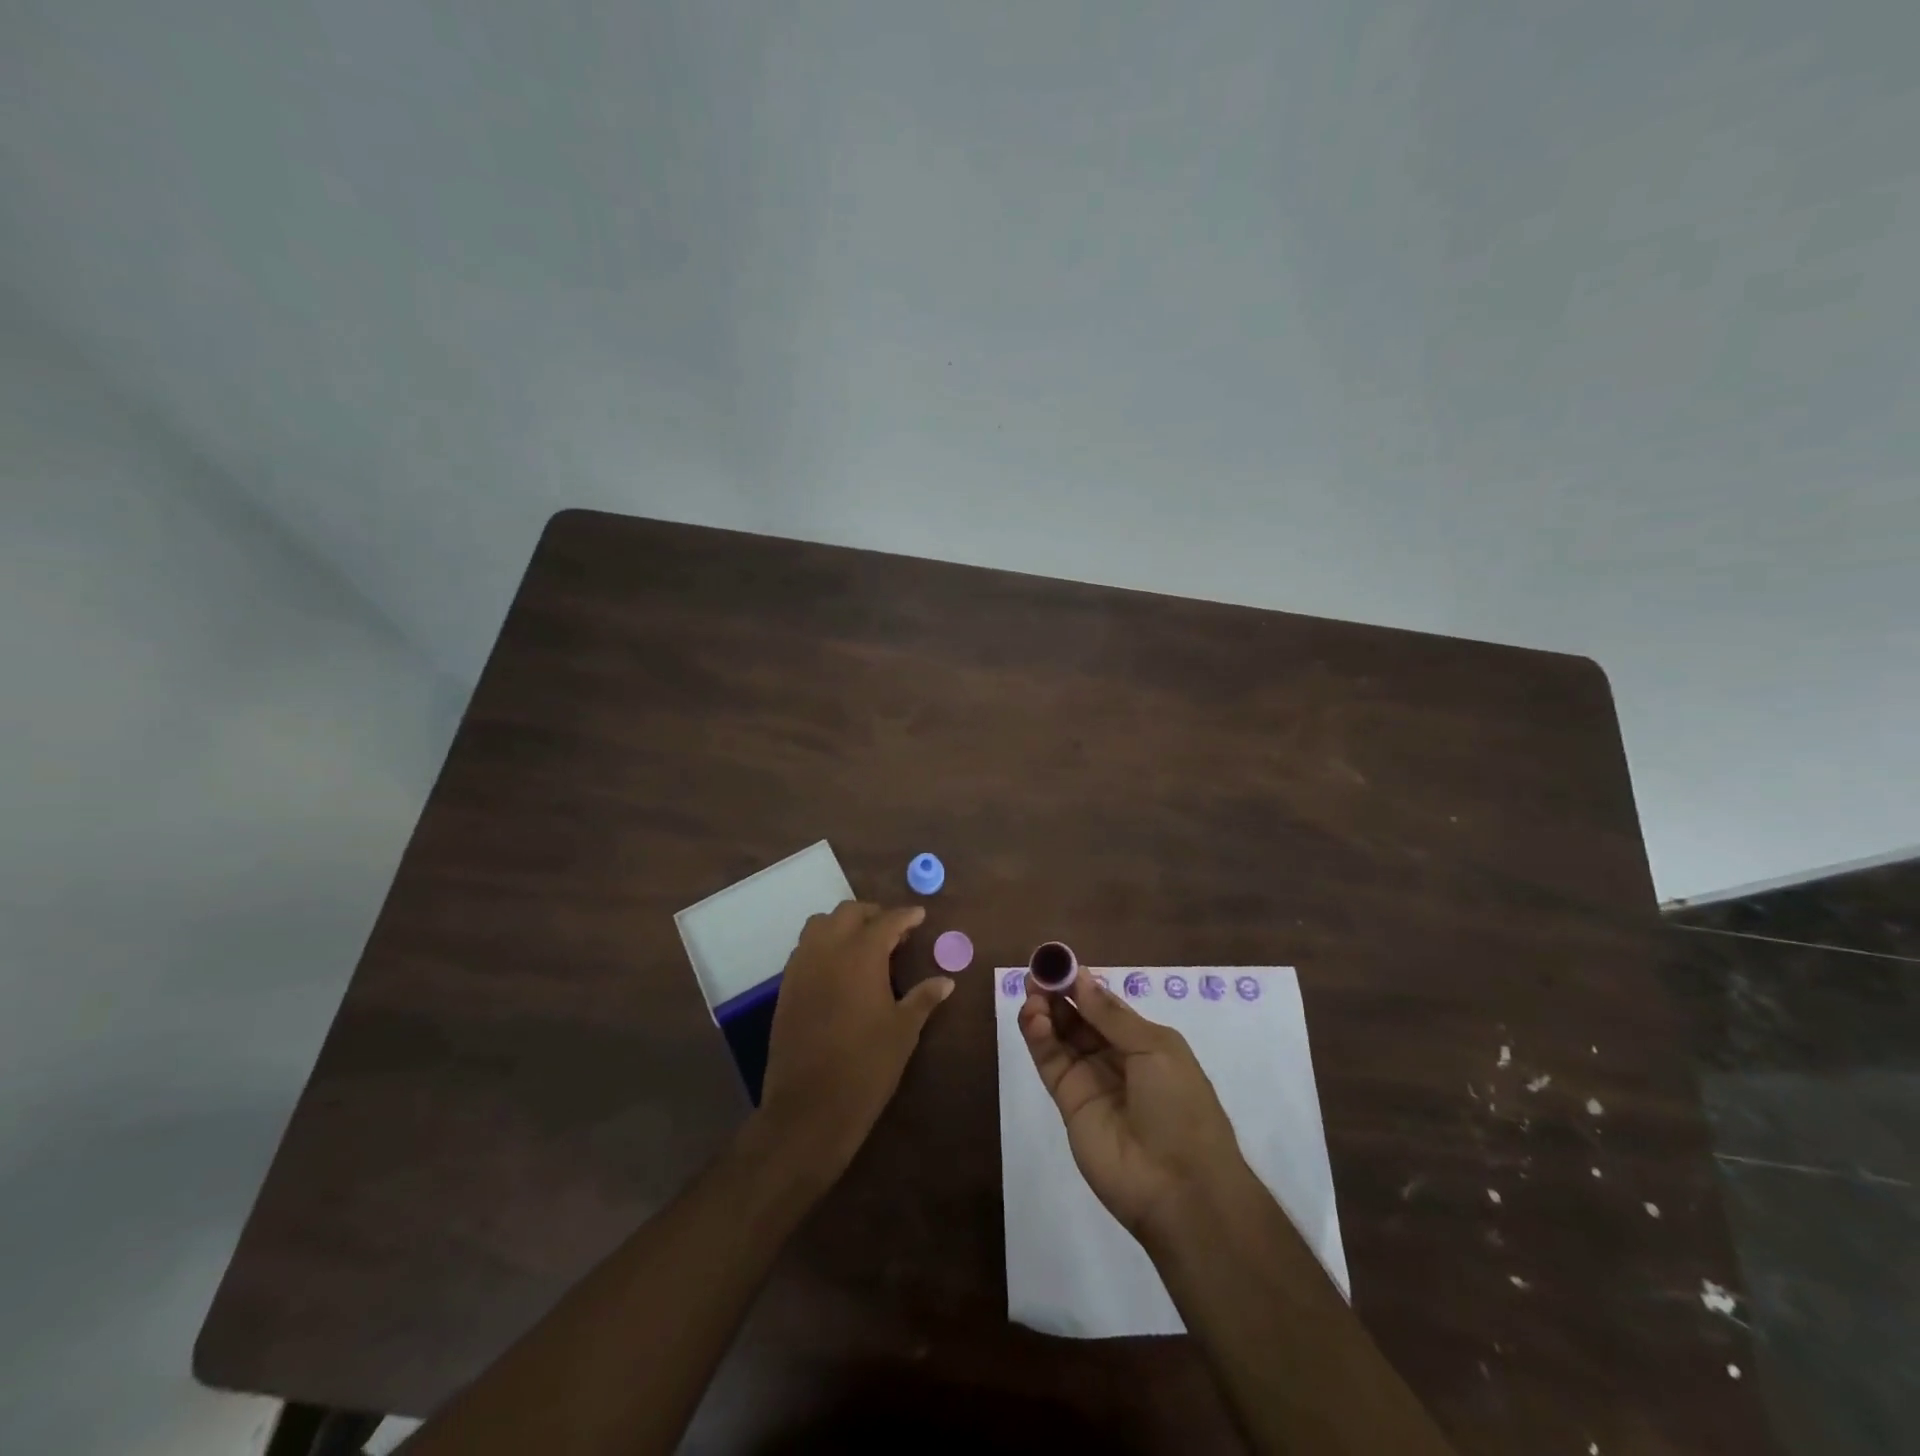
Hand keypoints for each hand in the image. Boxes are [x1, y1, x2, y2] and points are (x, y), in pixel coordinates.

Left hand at [757, 901, 952, 1176]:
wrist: (809, 1107)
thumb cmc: (866, 1066)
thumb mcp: (903, 1031)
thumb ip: (923, 998)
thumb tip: (946, 981)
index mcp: (861, 955)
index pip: (887, 921)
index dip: (906, 916)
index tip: (919, 916)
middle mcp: (828, 950)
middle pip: (849, 912)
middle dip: (873, 914)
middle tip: (894, 931)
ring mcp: (802, 966)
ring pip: (820, 924)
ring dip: (843, 925)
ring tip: (864, 945)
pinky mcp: (786, 986)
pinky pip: (805, 949)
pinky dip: (824, 945)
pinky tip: (839, 969)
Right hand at [1019, 965, 1250, 1240]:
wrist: (1179, 1186)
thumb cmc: (1179, 1107)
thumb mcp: (1155, 1049)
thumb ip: (1112, 1015)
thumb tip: (1082, 977)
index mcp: (1144, 1041)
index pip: (1104, 1005)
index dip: (1081, 983)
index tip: (1057, 962)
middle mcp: (1115, 1057)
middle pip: (1078, 1018)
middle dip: (1058, 994)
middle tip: (1036, 975)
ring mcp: (1090, 1080)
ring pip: (1061, 1037)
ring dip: (1045, 1013)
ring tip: (1032, 995)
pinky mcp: (1069, 1103)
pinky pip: (1051, 1063)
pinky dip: (1039, 1039)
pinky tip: (1033, 1019)